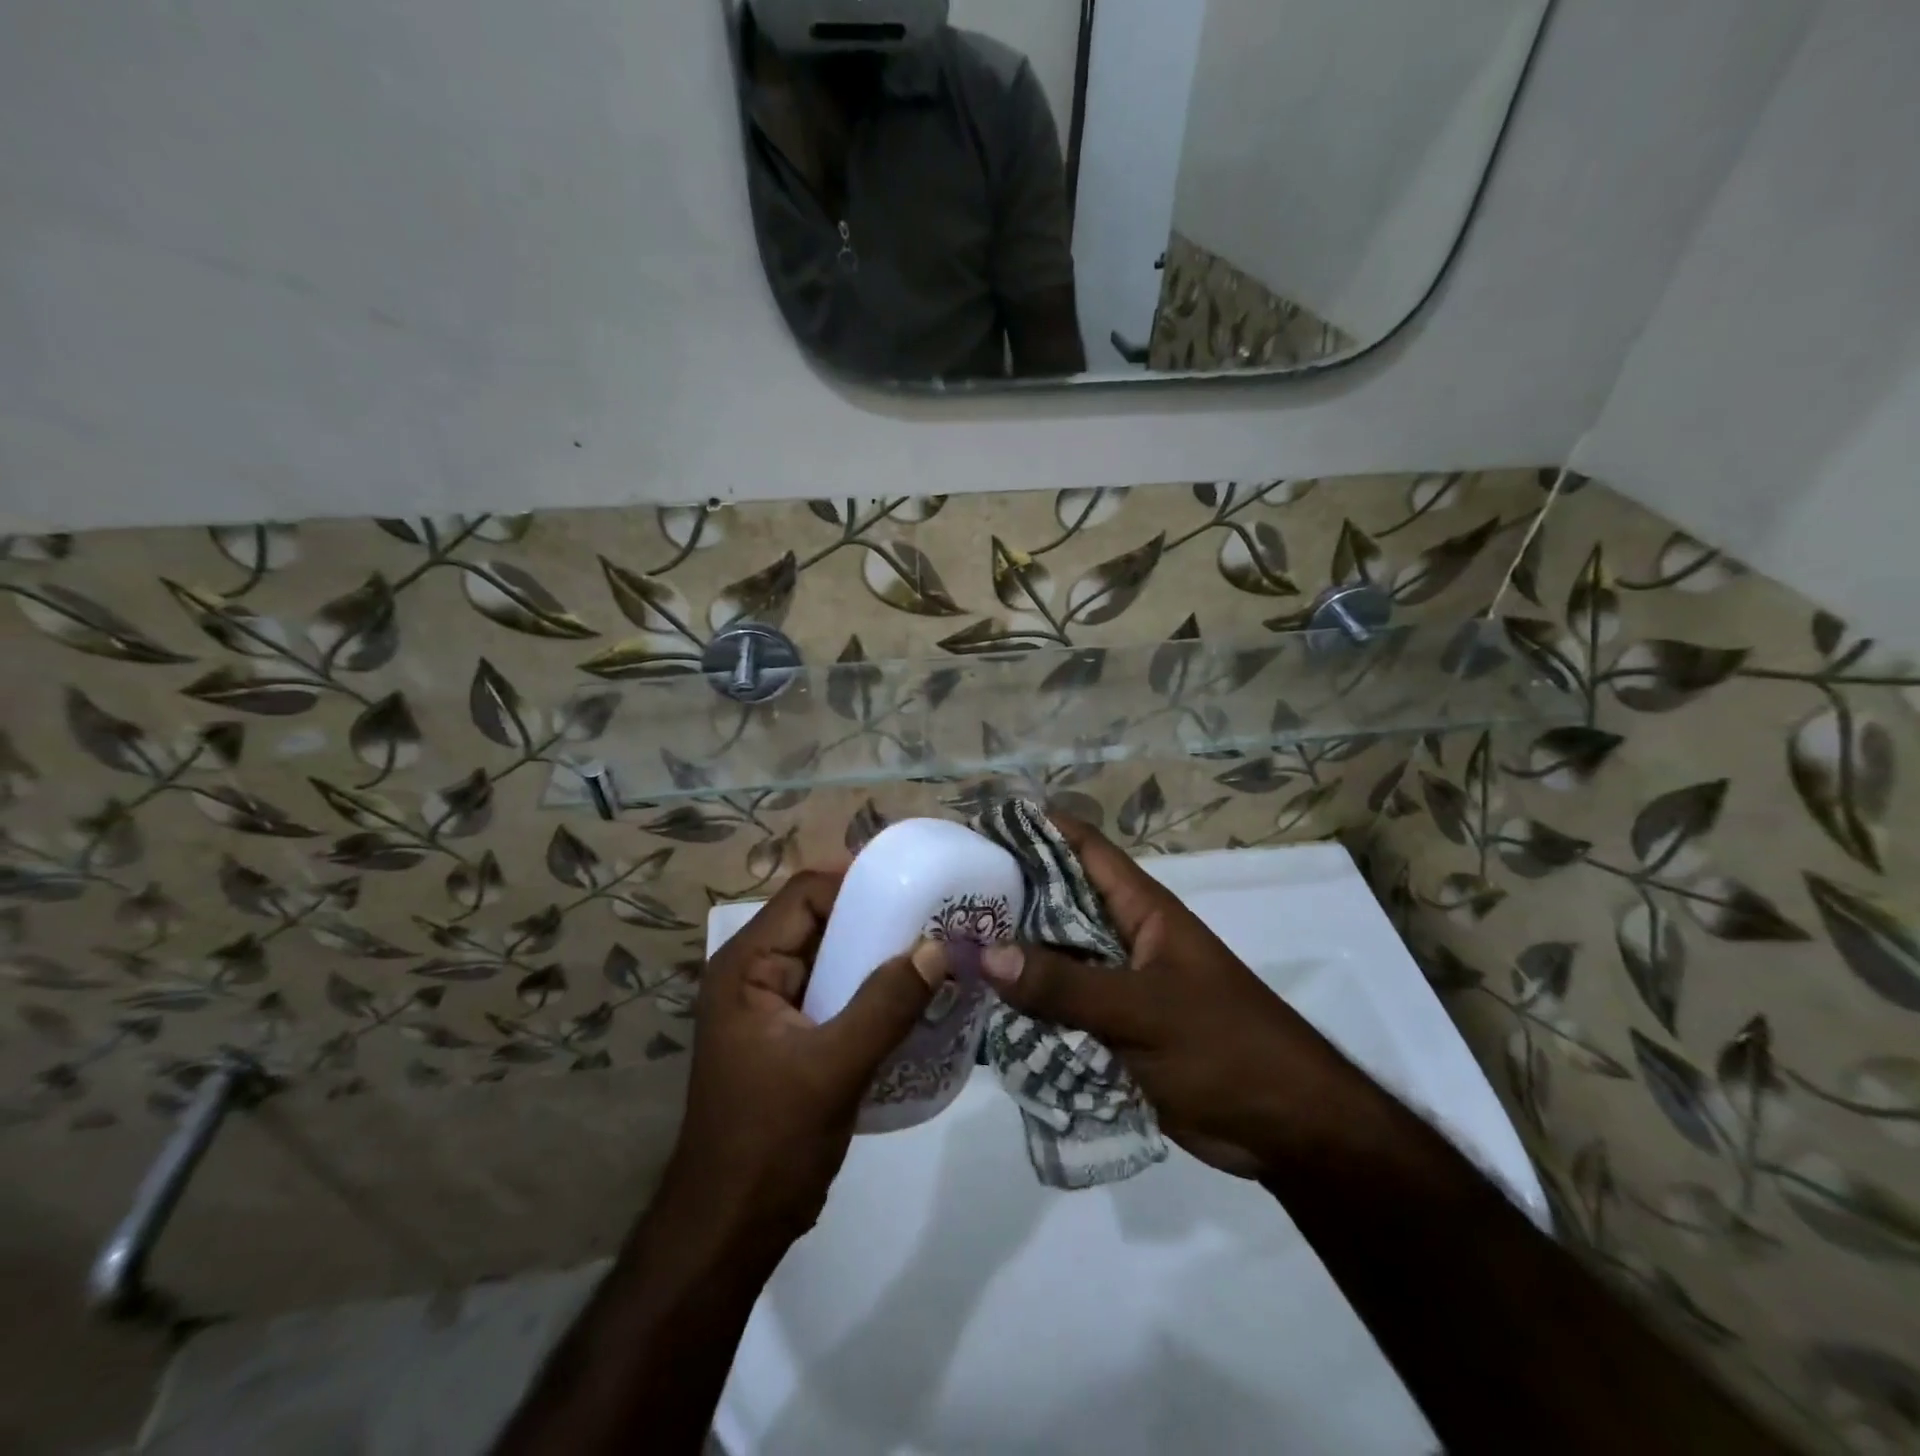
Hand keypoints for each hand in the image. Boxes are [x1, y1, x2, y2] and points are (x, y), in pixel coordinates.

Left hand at [660, 870, 948, 1249]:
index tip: (915, 885)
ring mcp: (774, 1006)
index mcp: (747, 965)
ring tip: (937, 949)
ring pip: (834, 958)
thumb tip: (938, 946)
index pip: (806, 894)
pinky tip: (916, 996)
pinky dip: (874, 988)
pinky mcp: (794, 1035)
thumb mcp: (832, 1068)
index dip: (858, 881)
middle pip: (822, 921)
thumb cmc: (769, 1142)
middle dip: (877, 917)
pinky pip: (839, 993)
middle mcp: (756, 973)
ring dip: (879, 953)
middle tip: (938, 915)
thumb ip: (886, 1004)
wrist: (731, 1229)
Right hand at [979, 816, 1377, 1178]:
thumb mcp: (1145, 1011)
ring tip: (945, 953)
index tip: (980, 826)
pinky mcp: (1113, 1033)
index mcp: (1141, 912)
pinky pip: (1059, 1012)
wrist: (1289, 1130)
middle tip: (942, 899)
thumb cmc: (1227, 1049)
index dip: (1037, 828)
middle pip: (1056, 904)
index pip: (1084, 849)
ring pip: (1052, 962)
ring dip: (1010, 961)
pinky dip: (1025, 1012)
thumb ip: (1066, 985)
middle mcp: (1122, 940)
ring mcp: (1117, 988)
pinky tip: (978, 1017)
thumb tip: (983, 953)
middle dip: (1006, 899)